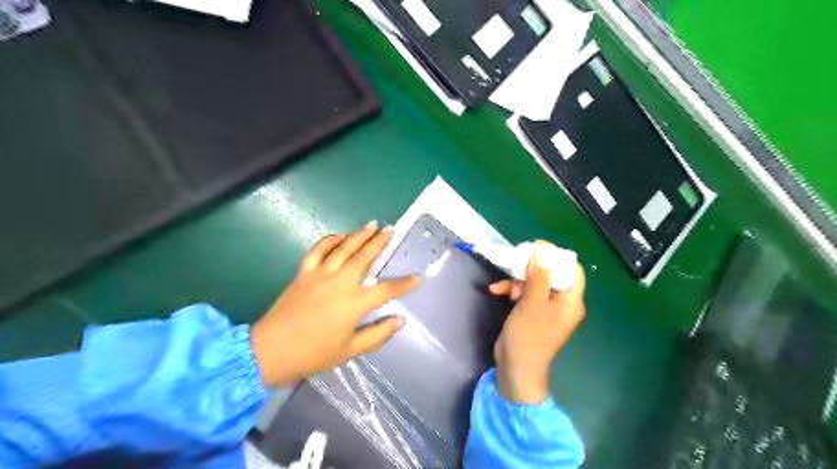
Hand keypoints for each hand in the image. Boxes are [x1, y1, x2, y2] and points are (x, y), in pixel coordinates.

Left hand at [245, 222, 417, 385]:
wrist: (270, 350)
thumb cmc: (313, 354)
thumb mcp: (350, 350)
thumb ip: (377, 334)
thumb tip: (399, 320)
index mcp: (354, 303)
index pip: (386, 289)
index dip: (404, 284)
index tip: (417, 277)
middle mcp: (340, 282)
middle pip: (365, 257)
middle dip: (380, 242)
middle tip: (391, 229)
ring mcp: (320, 274)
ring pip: (344, 248)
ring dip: (359, 235)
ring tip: (372, 224)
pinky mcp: (304, 272)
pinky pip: (318, 250)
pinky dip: (330, 240)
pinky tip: (340, 235)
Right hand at [488, 250, 583, 404]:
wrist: (515, 370)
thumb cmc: (528, 338)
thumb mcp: (532, 305)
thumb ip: (539, 278)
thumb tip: (543, 254)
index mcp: (570, 301)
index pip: (572, 270)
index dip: (556, 256)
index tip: (536, 248)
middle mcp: (561, 303)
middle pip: (551, 274)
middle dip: (531, 268)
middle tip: (515, 260)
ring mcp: (545, 308)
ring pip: (534, 282)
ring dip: (516, 280)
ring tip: (501, 286)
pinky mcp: (531, 312)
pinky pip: (524, 294)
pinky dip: (511, 290)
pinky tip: (496, 290)